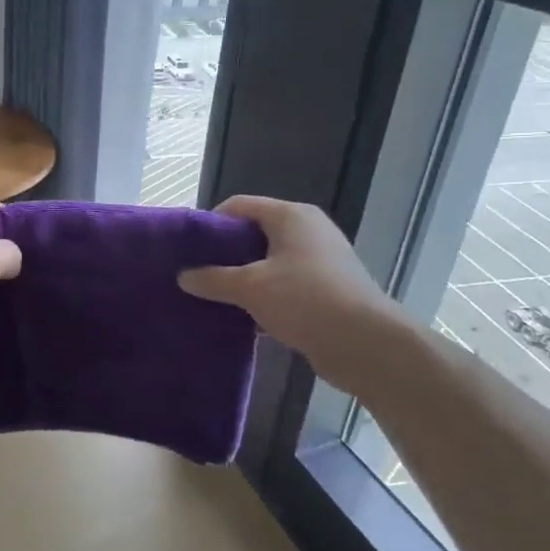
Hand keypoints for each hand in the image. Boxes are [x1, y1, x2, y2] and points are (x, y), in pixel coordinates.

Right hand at [178, 196, 407, 373]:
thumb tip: (183, 276)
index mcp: (291, 216)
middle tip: (197, 274)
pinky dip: (263, 297)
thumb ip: (213, 279)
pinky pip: (284, 285)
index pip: (239, 206)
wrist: (366, 344)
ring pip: (268, 262)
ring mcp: (320, 261)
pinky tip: (242, 317)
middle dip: (224, 254)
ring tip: (213, 297)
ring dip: (242, 279)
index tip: (188, 250)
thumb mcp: (250, 288)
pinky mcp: (326, 290)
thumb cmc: (305, 300)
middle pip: (253, 233)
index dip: (210, 223)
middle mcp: (307, 230)